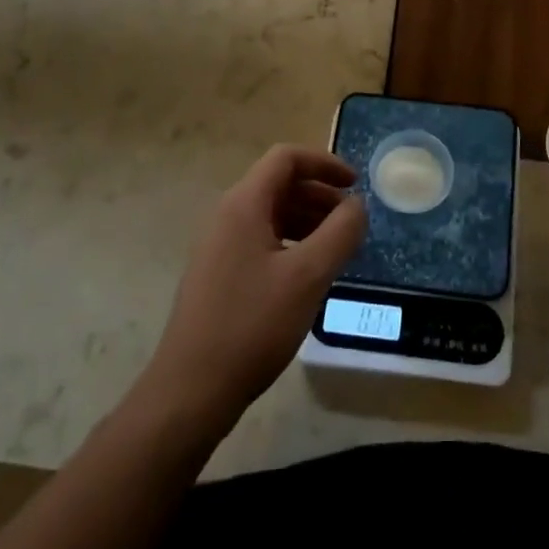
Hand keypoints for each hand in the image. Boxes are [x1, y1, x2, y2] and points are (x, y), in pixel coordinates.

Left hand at [141, 146, 366, 429]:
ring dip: (307, 220)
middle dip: (320, 195)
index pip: (286, 158)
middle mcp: (227, 215)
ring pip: (270, 213)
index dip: (325, 163)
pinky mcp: (218, 273)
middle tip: (351, 223)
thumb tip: (357, 205)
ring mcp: (218, 245)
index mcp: (243, 204)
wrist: (191, 390)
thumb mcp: (308, 276)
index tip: (355, 184)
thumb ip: (341, 233)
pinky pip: (260, 239)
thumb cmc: (252, 325)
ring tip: (336, 249)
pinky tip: (308, 274)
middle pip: (279, 184)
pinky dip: (291, 243)